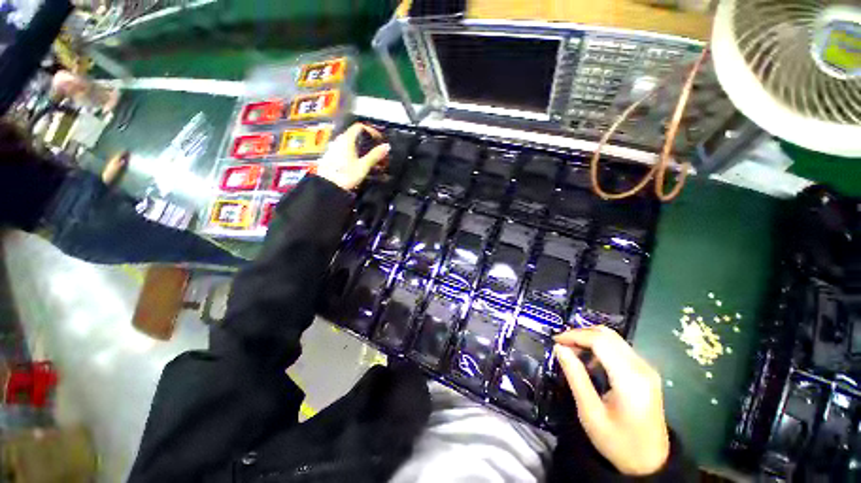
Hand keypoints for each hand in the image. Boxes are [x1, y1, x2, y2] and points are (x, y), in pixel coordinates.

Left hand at [316, 123, 389, 190]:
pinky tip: (358, 163)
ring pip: (349, 143)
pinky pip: (344, 150)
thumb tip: (387, 146)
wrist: (327, 186)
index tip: (379, 140)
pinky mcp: (331, 156)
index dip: (371, 131)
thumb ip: (375, 155)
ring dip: (360, 148)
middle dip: (367, 141)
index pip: (359, 127)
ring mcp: (333, 148)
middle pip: (354, 135)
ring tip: (369, 158)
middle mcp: (339, 140)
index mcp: (347, 139)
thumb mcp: (363, 166)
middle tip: (376, 150)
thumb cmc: (346, 175)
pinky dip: (354, 153)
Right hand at [554, 326, 669, 475]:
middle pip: (608, 335)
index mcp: (630, 378)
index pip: (600, 341)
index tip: (555, 340)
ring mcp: (646, 369)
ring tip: (572, 351)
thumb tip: (559, 348)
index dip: (575, 335)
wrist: (650, 464)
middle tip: (562, 344)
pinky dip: (600, 347)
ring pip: (613, 339)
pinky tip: (589, 360)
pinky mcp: (645, 373)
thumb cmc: (618, 442)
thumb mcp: (590, 412)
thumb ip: (575, 376)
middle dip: (581, 334)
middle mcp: (642, 367)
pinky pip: (619, 349)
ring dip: (589, 339)